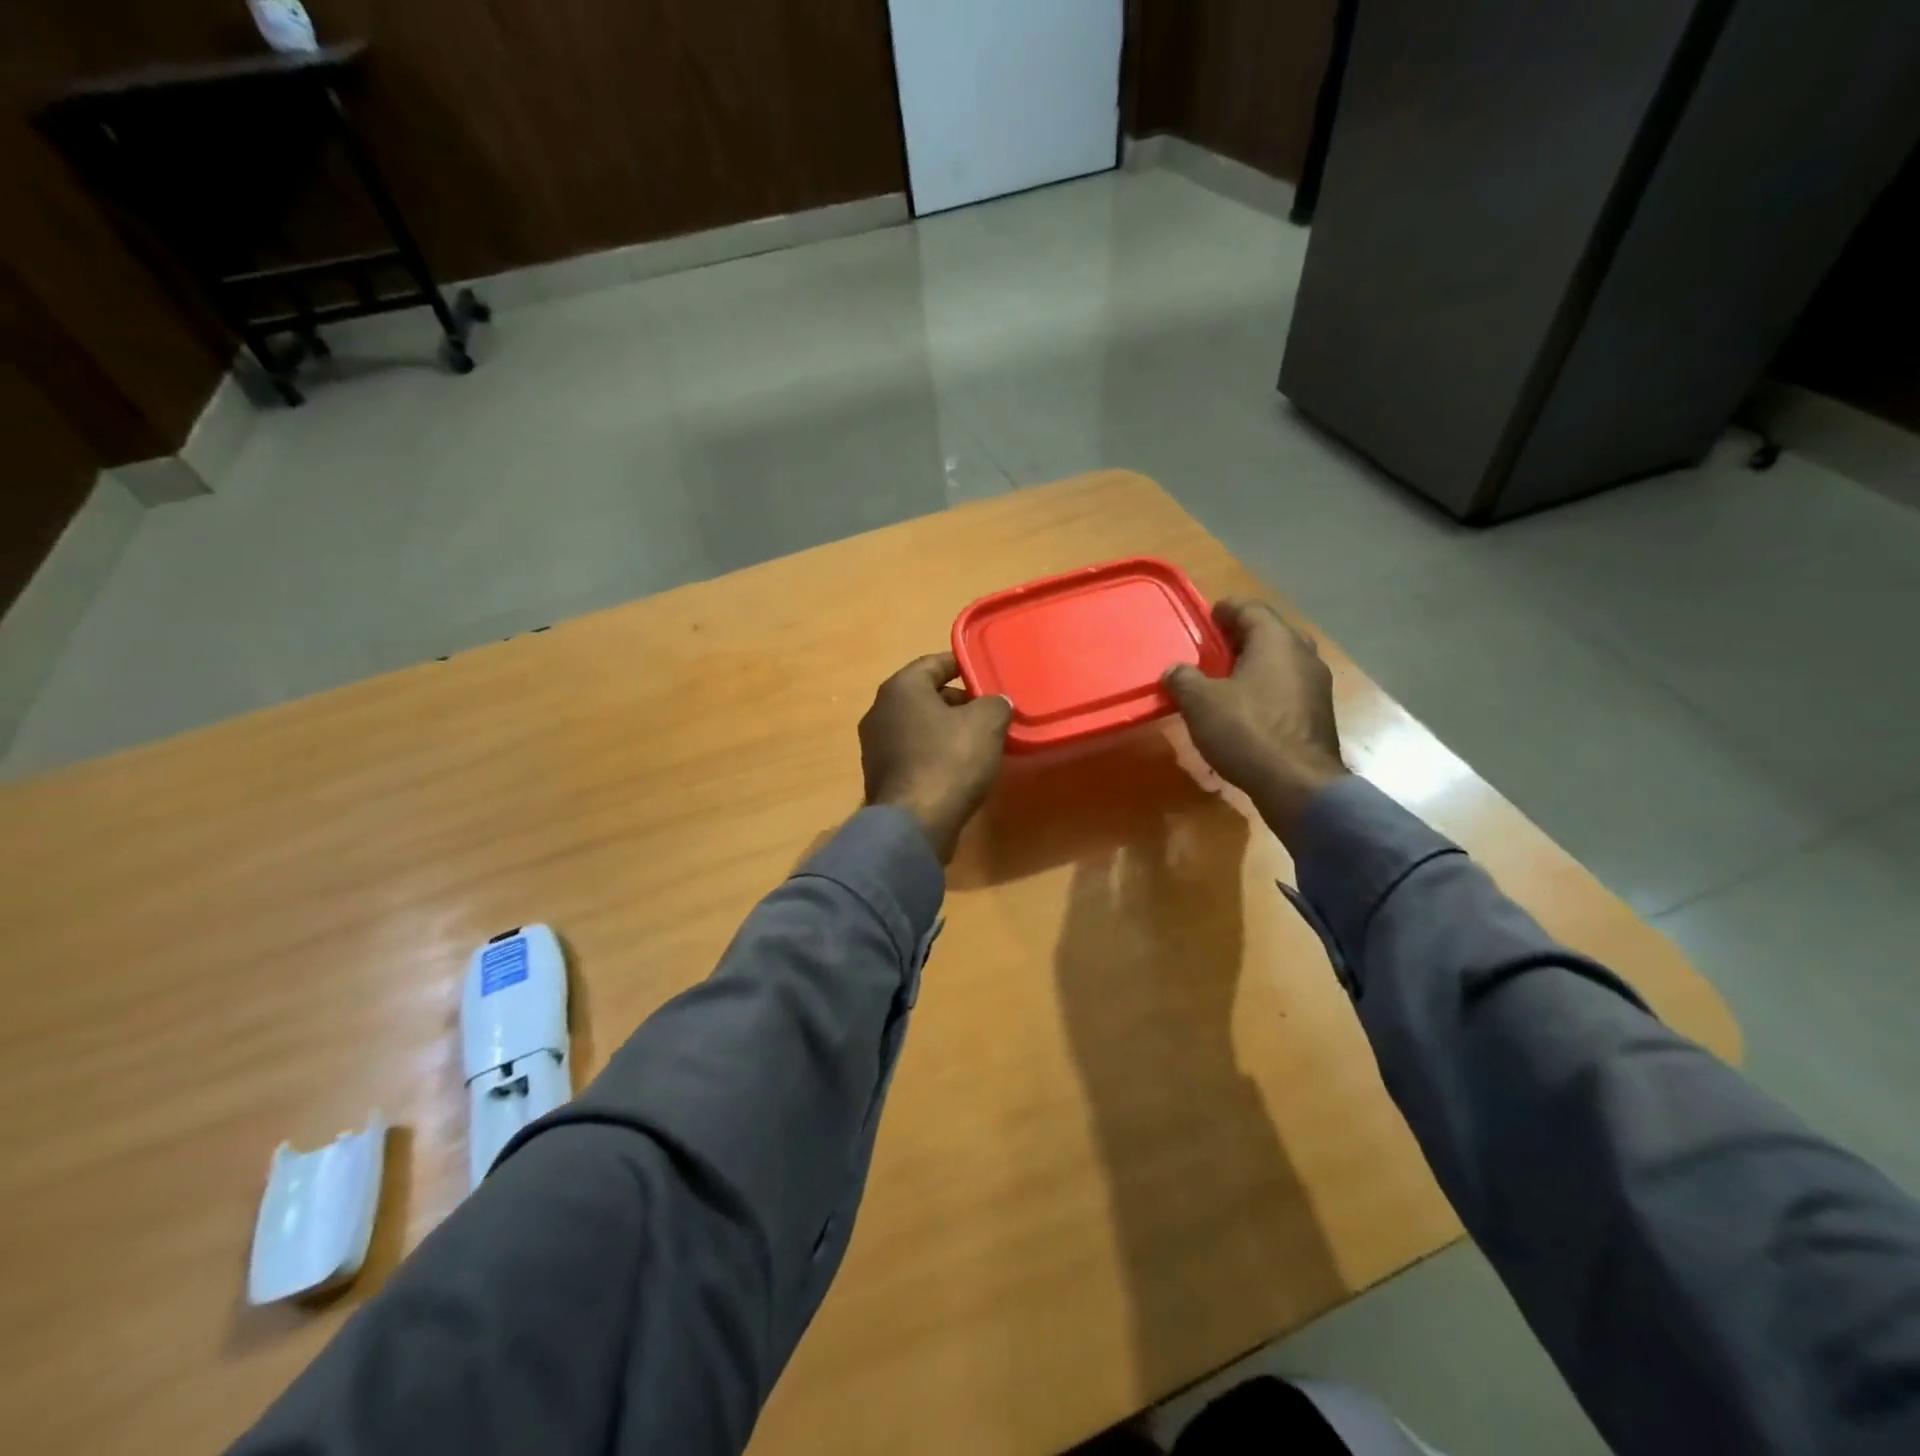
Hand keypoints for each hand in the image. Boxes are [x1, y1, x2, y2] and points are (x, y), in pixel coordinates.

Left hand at [860, 653, 1013, 862]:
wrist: (915, 823)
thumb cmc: (949, 761)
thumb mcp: (987, 723)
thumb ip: (995, 704)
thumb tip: (996, 704)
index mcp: (900, 689)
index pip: (933, 663)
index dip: (961, 665)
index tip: (984, 673)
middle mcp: (880, 712)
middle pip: (925, 696)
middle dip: (958, 702)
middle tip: (989, 712)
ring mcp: (875, 747)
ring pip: (919, 727)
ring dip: (947, 730)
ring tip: (980, 741)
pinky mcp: (881, 777)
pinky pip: (913, 754)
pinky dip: (935, 754)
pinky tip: (959, 769)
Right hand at [1163, 599, 1346, 841]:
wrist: (1297, 784)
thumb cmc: (1247, 731)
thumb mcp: (1200, 703)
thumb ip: (1183, 679)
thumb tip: (1175, 670)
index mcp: (1276, 640)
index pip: (1250, 608)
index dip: (1226, 609)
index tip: (1207, 617)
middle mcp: (1303, 654)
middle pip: (1270, 633)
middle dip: (1242, 637)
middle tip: (1214, 649)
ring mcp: (1316, 684)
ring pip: (1282, 661)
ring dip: (1255, 664)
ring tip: (1226, 679)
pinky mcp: (1318, 713)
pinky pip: (1288, 687)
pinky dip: (1267, 688)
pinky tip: (1247, 707)